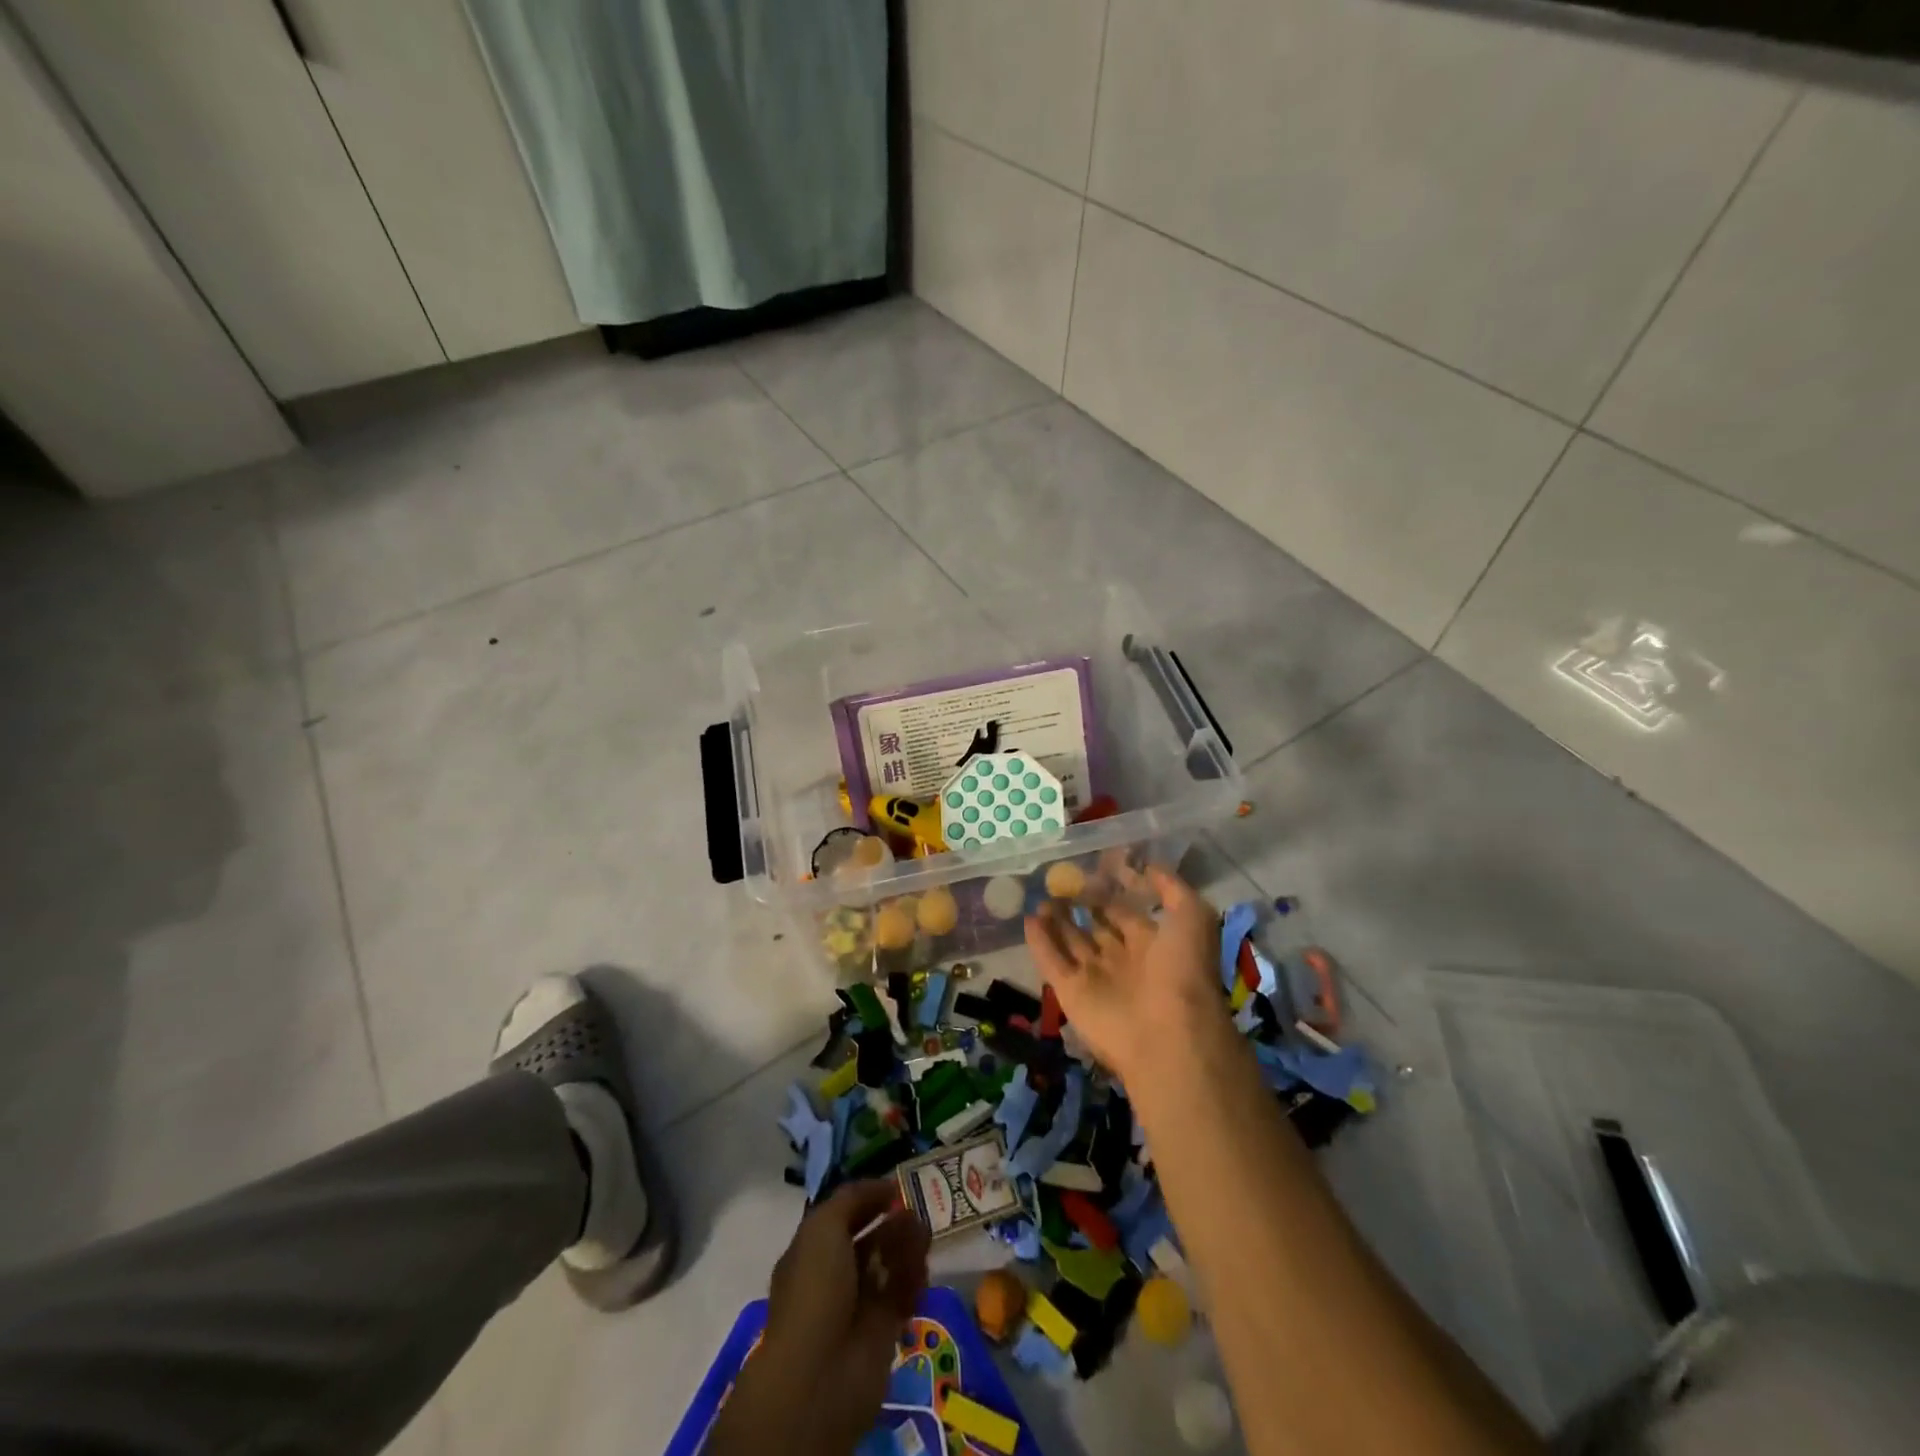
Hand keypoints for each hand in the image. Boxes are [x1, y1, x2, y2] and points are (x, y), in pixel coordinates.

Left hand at [709, 1181, 929, 1455]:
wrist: (821, 1374)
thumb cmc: (815, 1289)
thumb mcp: (823, 1227)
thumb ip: (853, 1199)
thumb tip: (883, 1186)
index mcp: (810, 1253)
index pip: (841, 1217)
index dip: (866, 1199)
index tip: (894, 1186)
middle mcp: (833, 1277)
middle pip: (868, 1240)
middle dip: (891, 1221)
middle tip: (916, 1205)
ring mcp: (858, 1305)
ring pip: (888, 1265)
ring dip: (906, 1244)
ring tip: (924, 1229)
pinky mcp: (884, 1330)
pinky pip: (902, 1294)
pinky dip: (913, 1276)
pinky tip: (923, 1262)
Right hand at [1024, 864, 1229, 1086]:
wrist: (1167, 1034)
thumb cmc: (1182, 971)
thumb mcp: (1193, 918)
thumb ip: (1172, 888)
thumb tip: (1146, 866)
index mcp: (1153, 945)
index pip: (1126, 911)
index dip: (1112, 890)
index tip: (1094, 866)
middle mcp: (1123, 960)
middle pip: (1096, 925)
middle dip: (1081, 904)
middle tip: (1060, 878)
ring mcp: (1095, 977)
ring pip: (1070, 941)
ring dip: (1056, 919)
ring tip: (1041, 894)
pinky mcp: (1070, 993)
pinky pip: (1050, 961)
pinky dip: (1039, 941)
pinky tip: (1028, 917)